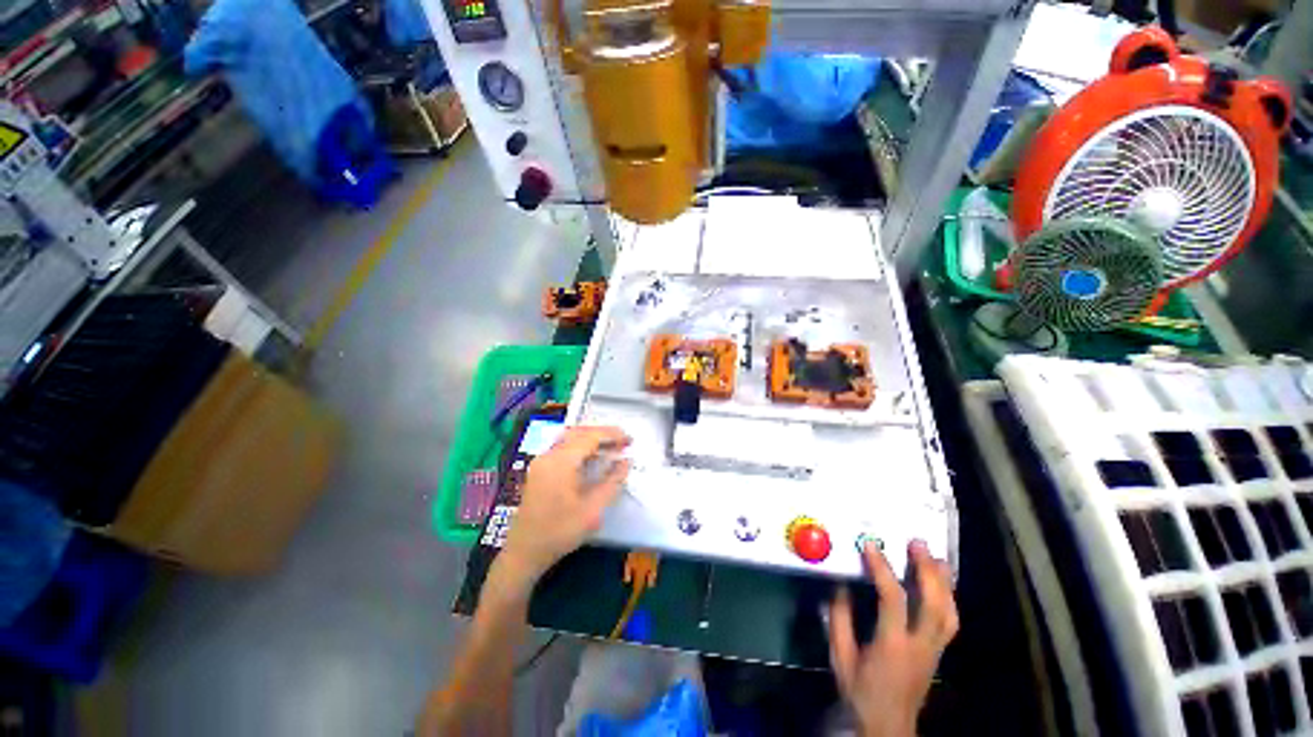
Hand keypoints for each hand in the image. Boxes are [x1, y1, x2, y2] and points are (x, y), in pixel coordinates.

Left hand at [499, 426, 631, 586]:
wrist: (524, 552)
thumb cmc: (560, 531)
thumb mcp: (593, 509)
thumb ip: (613, 481)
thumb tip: (627, 461)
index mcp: (561, 462)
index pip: (590, 437)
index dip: (612, 435)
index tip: (630, 440)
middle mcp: (549, 455)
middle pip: (579, 432)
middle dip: (603, 433)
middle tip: (623, 442)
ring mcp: (542, 461)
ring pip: (570, 437)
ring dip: (592, 438)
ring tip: (611, 447)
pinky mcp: (539, 469)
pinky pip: (563, 447)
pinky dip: (581, 446)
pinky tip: (592, 457)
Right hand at [828, 540, 957, 736]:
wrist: (887, 726)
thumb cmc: (860, 691)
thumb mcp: (840, 656)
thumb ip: (839, 619)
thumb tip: (840, 584)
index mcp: (892, 645)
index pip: (894, 600)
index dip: (883, 569)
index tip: (870, 545)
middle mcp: (920, 645)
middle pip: (935, 605)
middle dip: (928, 571)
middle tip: (917, 543)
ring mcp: (934, 651)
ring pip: (949, 613)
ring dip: (944, 582)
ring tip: (935, 556)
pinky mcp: (939, 653)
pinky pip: (950, 621)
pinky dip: (949, 598)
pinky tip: (942, 584)